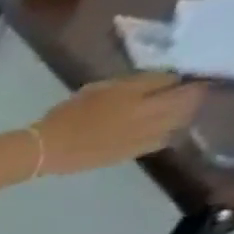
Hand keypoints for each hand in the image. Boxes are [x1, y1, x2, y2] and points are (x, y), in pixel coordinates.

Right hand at [33, 72, 206, 176]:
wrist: (43, 150)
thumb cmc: (68, 115)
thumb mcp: (101, 88)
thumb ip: (136, 84)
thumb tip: (163, 82)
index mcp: (144, 98)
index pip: (178, 82)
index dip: (181, 79)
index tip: (178, 78)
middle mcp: (151, 118)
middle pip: (187, 105)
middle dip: (189, 97)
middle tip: (183, 94)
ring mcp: (140, 139)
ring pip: (177, 125)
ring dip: (179, 117)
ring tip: (170, 113)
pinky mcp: (127, 155)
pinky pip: (157, 142)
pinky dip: (163, 134)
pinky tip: (154, 131)